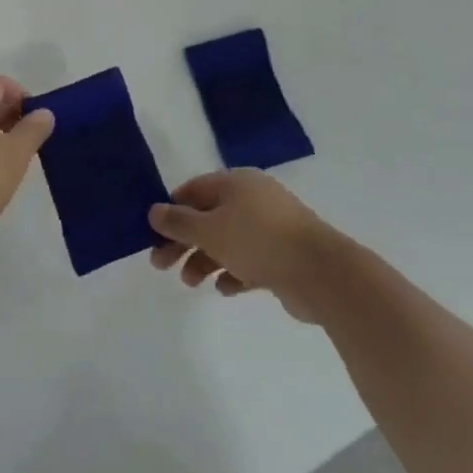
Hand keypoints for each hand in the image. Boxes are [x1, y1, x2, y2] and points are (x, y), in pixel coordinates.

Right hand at [148, 170, 343, 321]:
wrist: (320, 272)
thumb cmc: (258, 240)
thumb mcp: (210, 229)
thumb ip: (179, 222)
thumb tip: (154, 210)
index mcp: (236, 183)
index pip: (194, 190)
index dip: (171, 211)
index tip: (153, 235)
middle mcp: (253, 200)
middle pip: (208, 217)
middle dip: (184, 241)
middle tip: (161, 266)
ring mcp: (270, 227)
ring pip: (227, 241)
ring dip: (205, 260)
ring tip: (192, 283)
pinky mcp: (282, 256)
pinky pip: (249, 261)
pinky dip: (233, 273)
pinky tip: (225, 289)